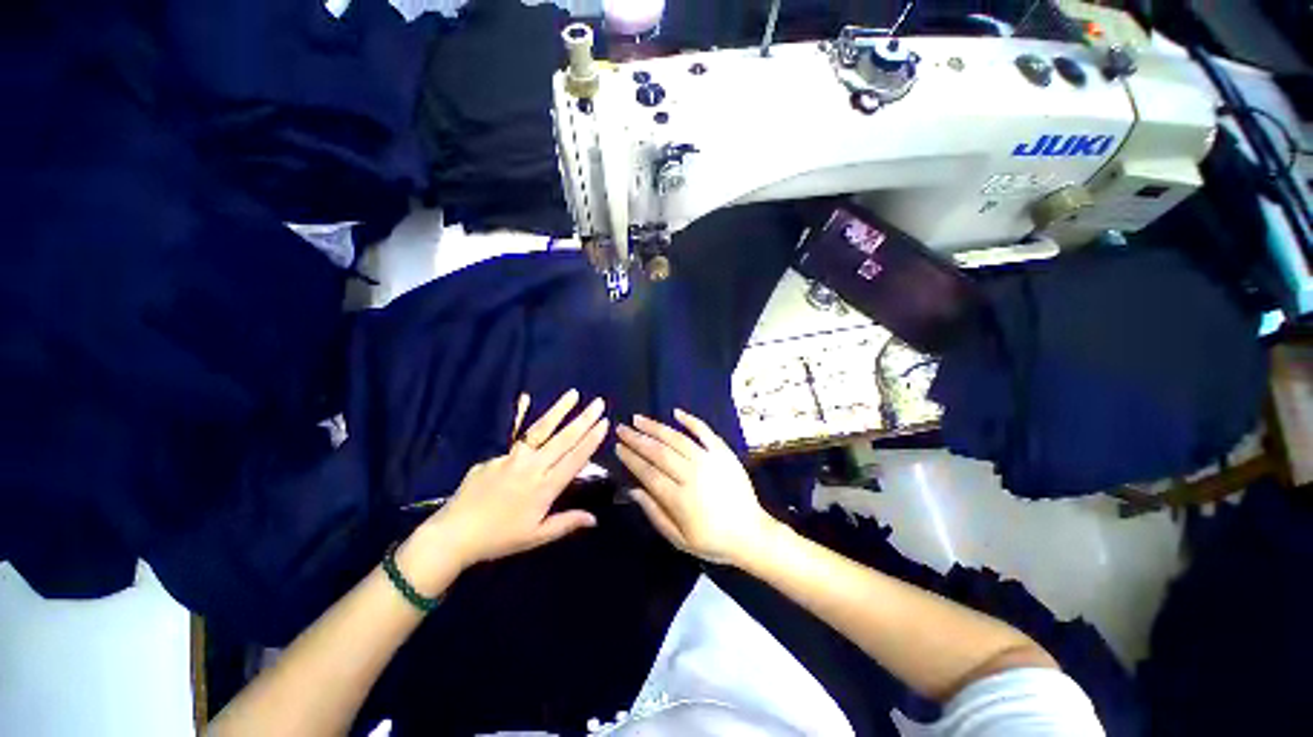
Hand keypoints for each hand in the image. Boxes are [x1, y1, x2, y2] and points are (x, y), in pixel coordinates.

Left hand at [409, 390, 608, 579]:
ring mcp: (512, 458)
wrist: (454, 535)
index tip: (604, 423)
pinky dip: (519, 414)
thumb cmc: (500, 538)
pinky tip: (525, 397)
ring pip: (540, 430)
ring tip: (573, 394)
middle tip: (599, 403)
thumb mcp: (536, 536)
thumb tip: (595, 518)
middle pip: (563, 440)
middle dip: (583, 419)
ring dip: (559, 410)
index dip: (591, 440)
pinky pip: (512, 433)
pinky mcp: (495, 455)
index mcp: (545, 488)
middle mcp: (532, 467)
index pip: (575, 459)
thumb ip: (566, 523)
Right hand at [616, 409, 779, 565]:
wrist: (751, 533)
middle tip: (622, 428)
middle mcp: (692, 475)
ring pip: (677, 439)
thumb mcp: (679, 539)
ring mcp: (710, 461)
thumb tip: (632, 490)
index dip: (631, 459)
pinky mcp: (724, 453)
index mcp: (680, 499)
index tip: (618, 447)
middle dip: (637, 439)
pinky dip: (690, 421)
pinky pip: (705, 432)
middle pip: (659, 452)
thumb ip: (654, 513)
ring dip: (656, 427)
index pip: (648, 473)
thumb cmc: (712, 540)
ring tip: (639, 419)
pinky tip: (676, 413)